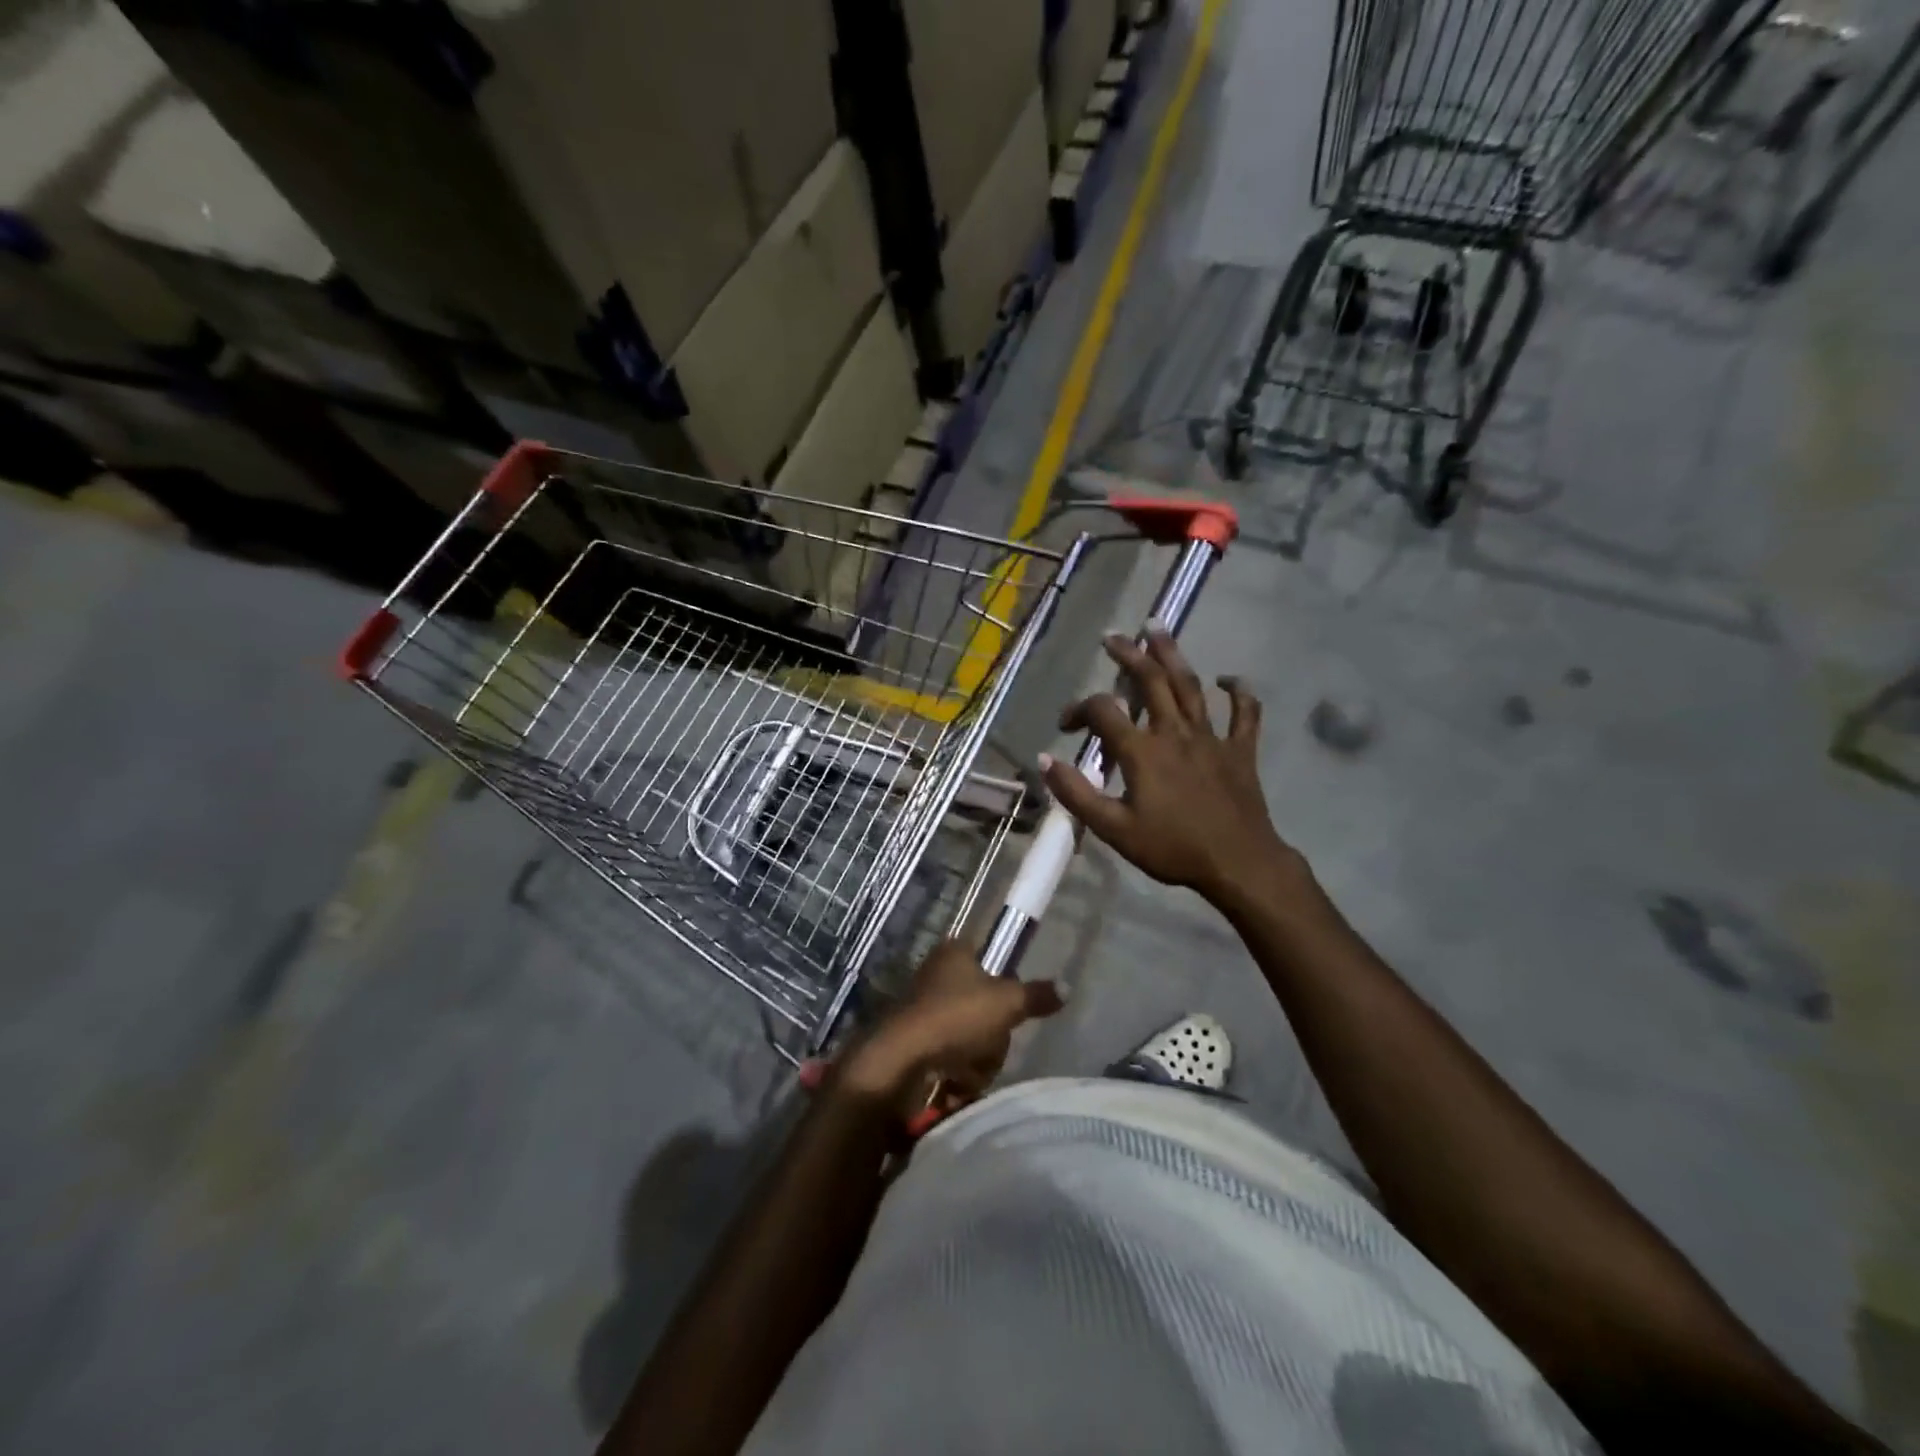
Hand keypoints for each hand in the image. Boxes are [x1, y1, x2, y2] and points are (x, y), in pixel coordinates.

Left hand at [835, 942, 1063, 1114]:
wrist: (898, 1062)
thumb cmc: (955, 1018)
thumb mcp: (1007, 1003)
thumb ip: (1037, 995)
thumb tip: (1067, 986)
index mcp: (954, 953)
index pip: (989, 959)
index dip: (1004, 986)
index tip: (1009, 1010)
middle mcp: (935, 975)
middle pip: (983, 1005)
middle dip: (993, 1036)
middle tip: (991, 1046)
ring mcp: (921, 1009)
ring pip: (969, 1036)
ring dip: (977, 1061)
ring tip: (970, 1073)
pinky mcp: (912, 1043)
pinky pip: (949, 1058)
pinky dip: (956, 1075)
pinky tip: (954, 1088)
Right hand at [1042, 630, 1304, 909]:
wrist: (1238, 864)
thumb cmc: (1172, 848)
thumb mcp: (1114, 829)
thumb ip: (1076, 793)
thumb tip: (1044, 759)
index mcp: (1142, 750)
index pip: (1103, 711)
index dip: (1078, 709)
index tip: (1066, 726)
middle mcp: (1175, 732)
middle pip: (1150, 680)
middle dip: (1128, 655)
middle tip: (1113, 637)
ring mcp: (1211, 738)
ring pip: (1190, 686)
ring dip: (1172, 654)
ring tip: (1156, 629)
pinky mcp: (1240, 750)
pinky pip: (1244, 714)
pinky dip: (1238, 693)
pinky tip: (1228, 680)